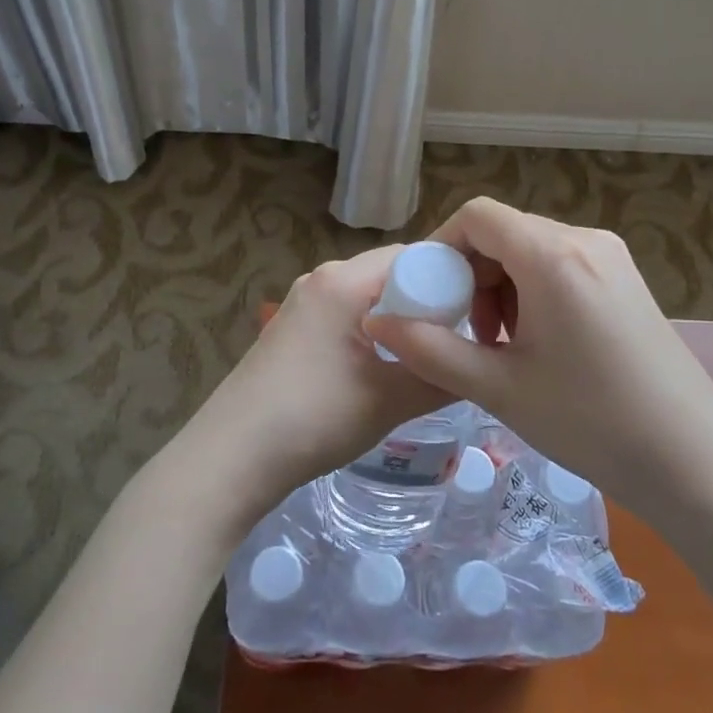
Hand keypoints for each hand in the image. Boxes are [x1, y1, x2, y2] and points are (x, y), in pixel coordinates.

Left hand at [173, 243, 451, 530]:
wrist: (231, 456)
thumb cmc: (315, 418)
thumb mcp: (391, 400)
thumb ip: (442, 377)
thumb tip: (479, 368)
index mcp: (344, 280)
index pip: (414, 256)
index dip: (452, 279)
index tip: (481, 313)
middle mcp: (321, 279)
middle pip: (391, 273)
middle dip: (427, 301)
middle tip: (460, 338)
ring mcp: (302, 303)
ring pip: (368, 296)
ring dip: (400, 318)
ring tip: (428, 355)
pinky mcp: (292, 329)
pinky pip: (346, 314)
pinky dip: (373, 330)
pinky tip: (384, 366)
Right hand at [366, 198, 712, 513]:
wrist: (695, 462)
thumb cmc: (590, 423)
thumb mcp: (498, 387)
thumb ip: (429, 350)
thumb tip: (377, 324)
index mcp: (552, 255)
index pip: (478, 215)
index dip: (442, 246)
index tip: (431, 296)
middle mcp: (585, 240)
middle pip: (505, 232)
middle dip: (473, 275)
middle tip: (468, 333)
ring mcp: (612, 259)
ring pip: (532, 250)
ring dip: (502, 287)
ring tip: (501, 346)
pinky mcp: (627, 281)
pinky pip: (562, 267)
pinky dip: (534, 293)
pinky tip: (538, 345)